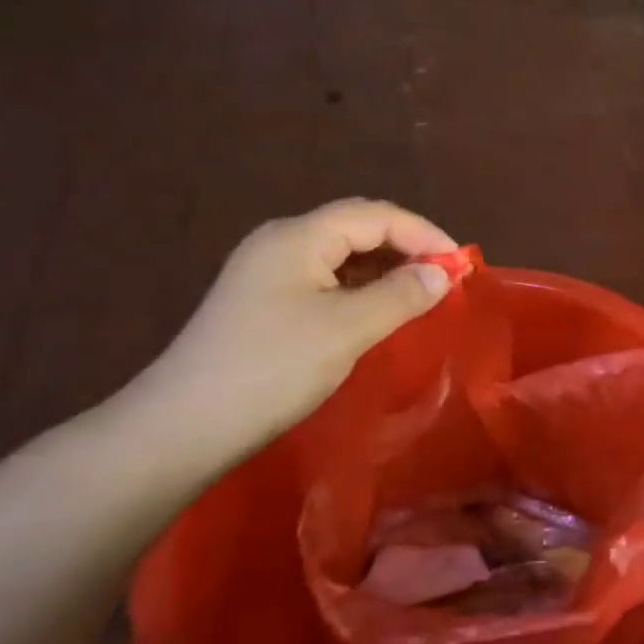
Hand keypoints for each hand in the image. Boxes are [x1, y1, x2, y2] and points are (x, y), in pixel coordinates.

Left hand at [131, 198, 456, 466]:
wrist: (183, 427)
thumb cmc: (271, 368)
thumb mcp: (346, 329)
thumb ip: (401, 295)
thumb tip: (442, 272)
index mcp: (299, 237)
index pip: (375, 216)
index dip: (424, 233)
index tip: (461, 265)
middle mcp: (282, 242)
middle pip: (358, 227)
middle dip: (407, 245)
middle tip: (444, 276)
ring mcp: (269, 272)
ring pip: (342, 254)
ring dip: (385, 267)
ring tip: (420, 293)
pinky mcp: (264, 301)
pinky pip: (326, 278)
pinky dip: (362, 287)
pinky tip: (379, 310)